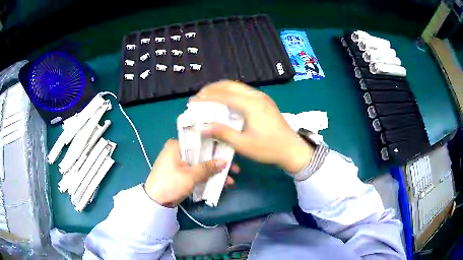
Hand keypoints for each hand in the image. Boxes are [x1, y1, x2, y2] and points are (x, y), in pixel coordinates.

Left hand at [144, 140, 237, 206]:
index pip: (199, 141)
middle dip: (218, 163)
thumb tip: (225, 162)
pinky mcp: (182, 173)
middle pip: (202, 154)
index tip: (229, 152)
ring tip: (230, 181)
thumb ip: (207, 168)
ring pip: (201, 165)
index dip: (215, 147)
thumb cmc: (170, 184)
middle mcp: (178, 151)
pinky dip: (207, 177)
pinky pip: (197, 172)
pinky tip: (221, 184)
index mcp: (176, 146)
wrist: (155, 201)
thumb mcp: (190, 176)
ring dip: (214, 173)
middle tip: (234, 168)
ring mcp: (180, 163)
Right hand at [191, 80, 313, 173]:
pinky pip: (243, 91)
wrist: (292, 149)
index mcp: (251, 104)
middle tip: (198, 97)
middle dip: (212, 89)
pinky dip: (230, 93)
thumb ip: (223, 133)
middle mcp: (256, 96)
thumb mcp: (244, 144)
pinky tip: (225, 101)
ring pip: (237, 86)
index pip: (224, 95)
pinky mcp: (264, 102)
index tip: (193, 102)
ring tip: (208, 97)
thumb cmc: (269, 148)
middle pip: (230, 85)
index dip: (206, 97)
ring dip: (221, 89)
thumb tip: (203, 127)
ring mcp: (262, 97)